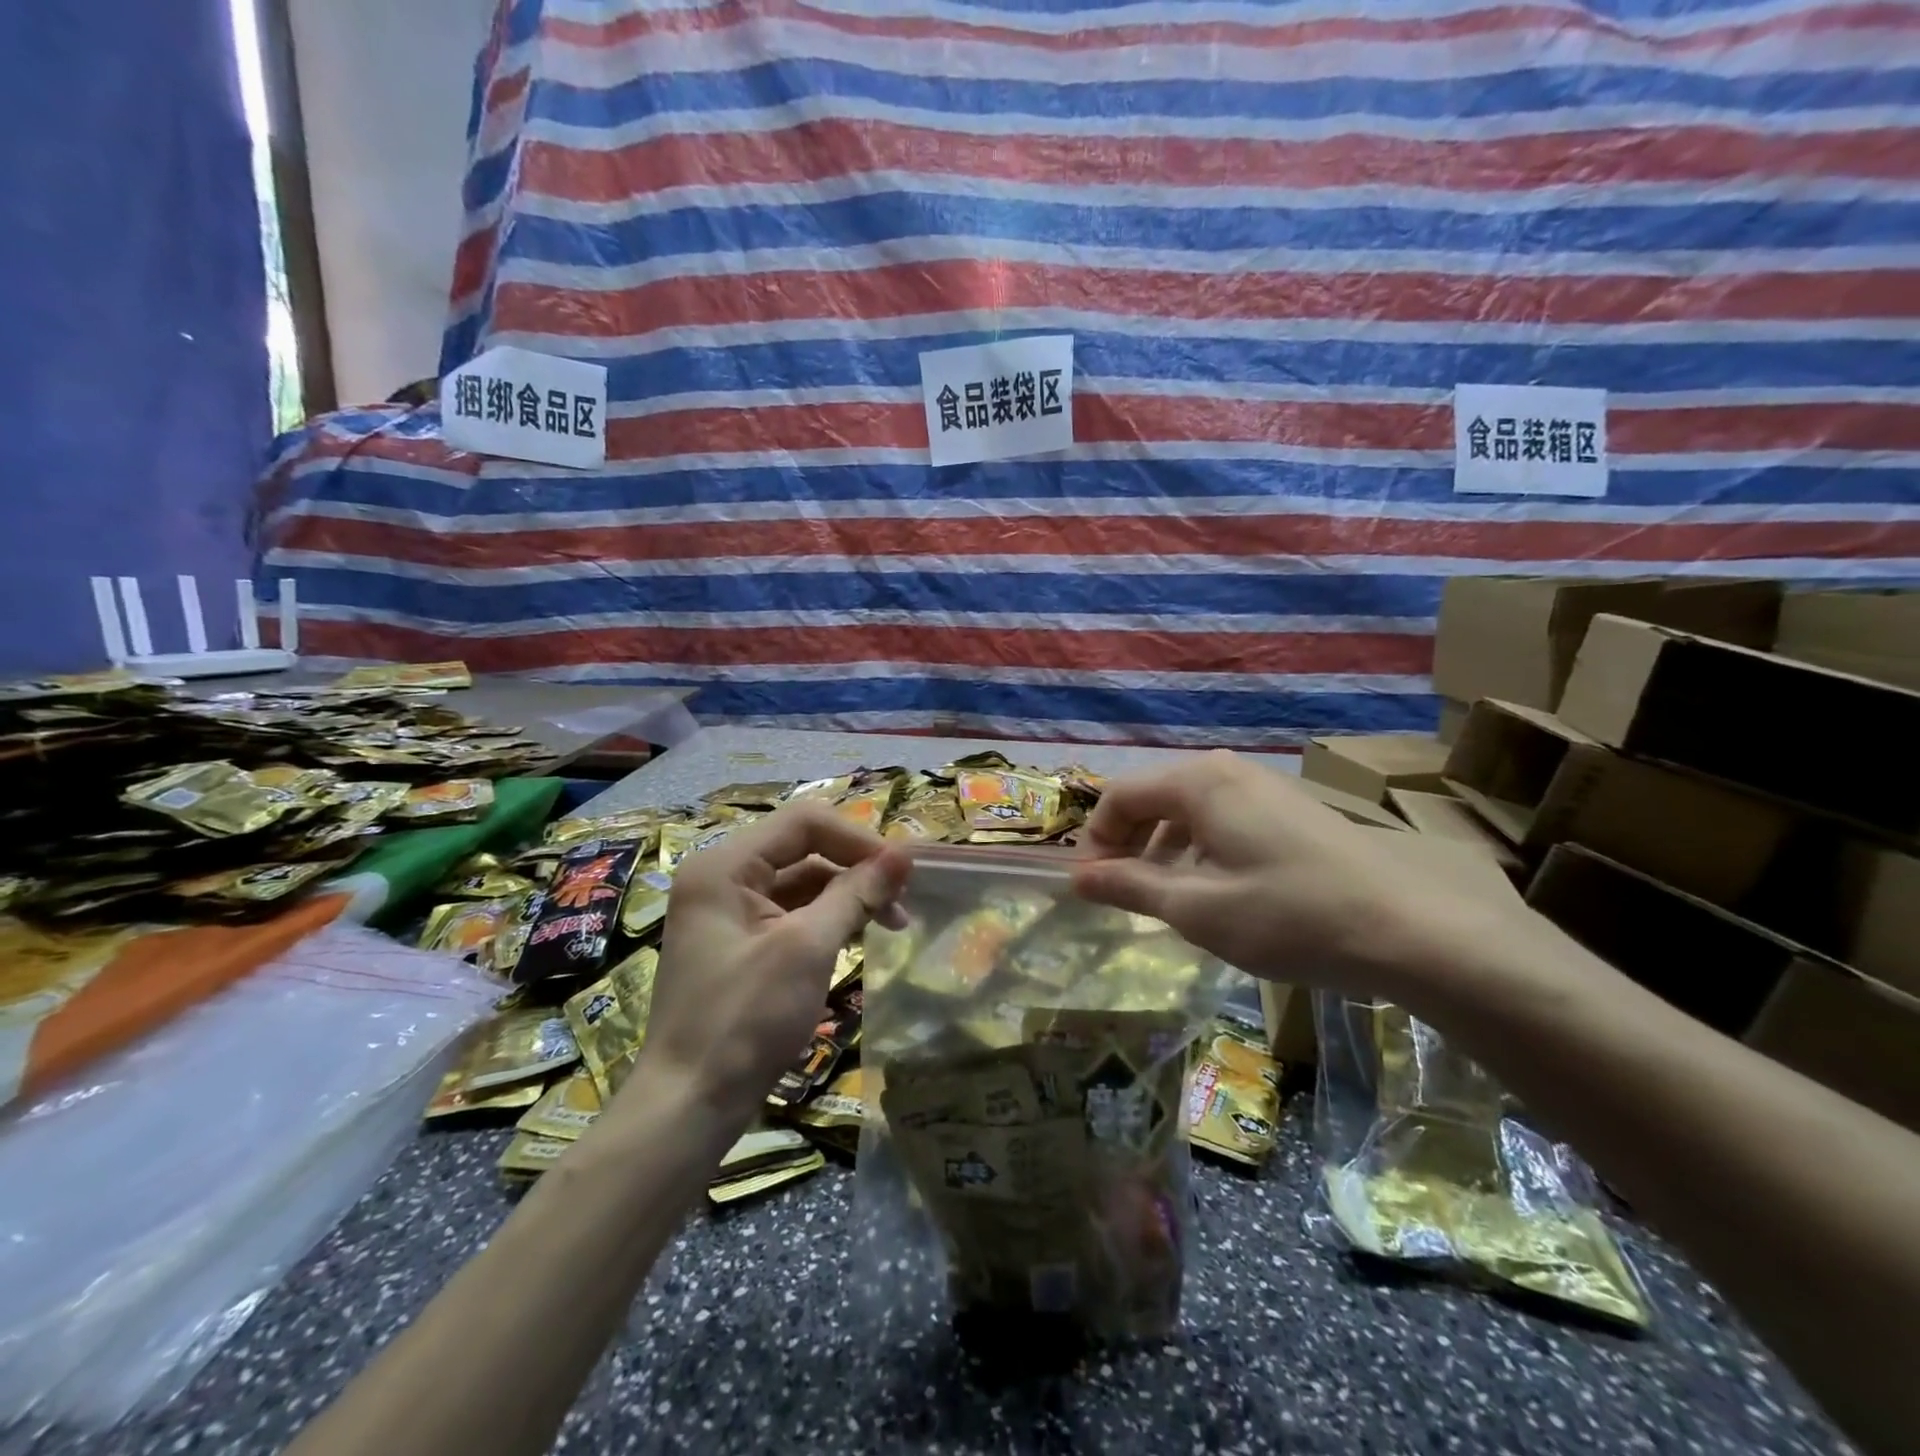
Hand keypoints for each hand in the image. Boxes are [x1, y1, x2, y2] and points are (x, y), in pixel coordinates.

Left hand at [632, 803, 909, 1129]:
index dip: (858, 839)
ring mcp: (729, 912)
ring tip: (893, 922)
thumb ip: (856, 893)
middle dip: (856, 869)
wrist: (689, 1107)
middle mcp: (723, 878)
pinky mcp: (740, 943)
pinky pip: (792, 913)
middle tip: (904, 900)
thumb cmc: (745, 1019)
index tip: (903, 871)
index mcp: (725, 866)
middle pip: (803, 849)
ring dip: (848, 895)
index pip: (804, 824)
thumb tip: (905, 854)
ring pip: (802, 883)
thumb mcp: (807, 948)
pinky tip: (859, 936)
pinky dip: (828, 919)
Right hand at [1070, 751, 1509, 1004]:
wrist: (1409, 928)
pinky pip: (1223, 816)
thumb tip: (1077, 877)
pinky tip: (1215, 888)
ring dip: (1163, 847)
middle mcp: (1227, 769)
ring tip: (1165, 896)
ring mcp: (1264, 785)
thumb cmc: (1289, 916)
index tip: (1091, 888)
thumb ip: (1131, 886)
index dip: (1096, 840)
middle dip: (1128, 842)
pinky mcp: (1290, 807)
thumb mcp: (1197, 909)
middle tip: (1121, 893)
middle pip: (1153, 796)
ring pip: (1188, 808)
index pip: (1119, 796)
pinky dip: (1199, 847)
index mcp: (1198, 782)